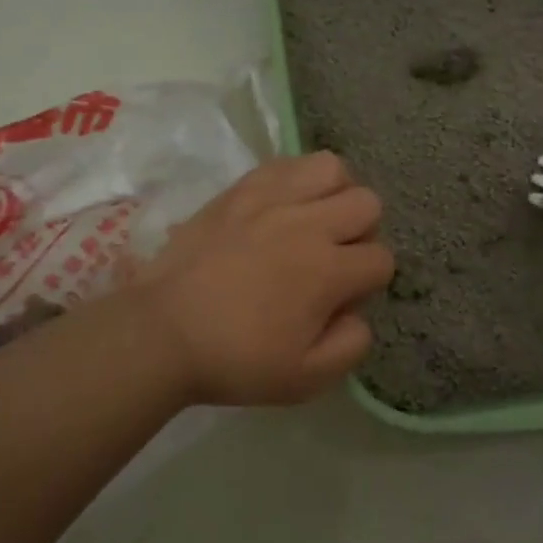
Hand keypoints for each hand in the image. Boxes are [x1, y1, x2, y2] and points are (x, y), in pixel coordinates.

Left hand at [135, 152, 393, 405]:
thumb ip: (351, 345)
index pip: (381, 259)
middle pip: (367, 204)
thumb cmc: (235, 359)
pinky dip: (297, 179)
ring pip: (332, 169)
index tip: (340, 299)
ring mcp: (272, 199)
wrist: (162, 333)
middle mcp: (308, 224)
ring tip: (314, 220)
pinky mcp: (241, 189)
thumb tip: (358, 313)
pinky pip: (287, 163)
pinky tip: (284, 205)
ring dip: (335, 194)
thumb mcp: (305, 378)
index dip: (369, 282)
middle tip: (333, 257)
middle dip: (362, 233)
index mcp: (328, 271)